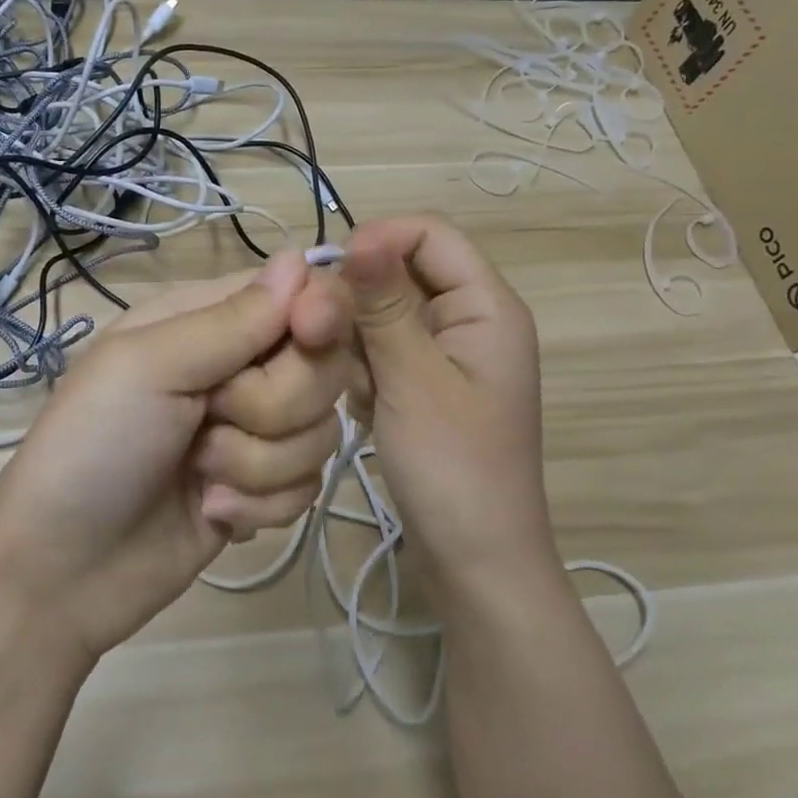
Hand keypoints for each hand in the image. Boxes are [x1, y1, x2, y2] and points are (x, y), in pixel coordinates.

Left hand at [0, 251, 353, 660]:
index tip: (308, 336)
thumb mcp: (148, 367)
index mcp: (206, 320)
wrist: (64, 569)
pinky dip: (260, 504)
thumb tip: (300, 260)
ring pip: (321, 431)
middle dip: (274, 404)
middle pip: (322, 365)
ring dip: (258, 463)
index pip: (298, 293)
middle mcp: (239, 367)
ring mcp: (254, 431)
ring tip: (199, 475)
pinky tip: (210, 511)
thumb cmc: (92, 447)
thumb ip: (230, 320)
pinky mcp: (263, 488)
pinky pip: (308, 485)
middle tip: (210, 420)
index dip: (319, 312)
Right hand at [341, 216, 553, 601]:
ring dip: (351, 339)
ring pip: (382, 316)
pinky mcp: (422, 388)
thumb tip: (361, 236)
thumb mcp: (414, 381)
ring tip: (338, 382)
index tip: (326, 277)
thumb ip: (384, 307)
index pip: (430, 234)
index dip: (377, 241)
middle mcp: (468, 321)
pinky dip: (358, 369)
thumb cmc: (454, 469)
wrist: (475, 563)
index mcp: (486, 307)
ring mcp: (444, 357)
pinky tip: (352, 403)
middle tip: (310, 337)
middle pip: (400, 275)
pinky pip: (380, 353)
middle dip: (353, 300)